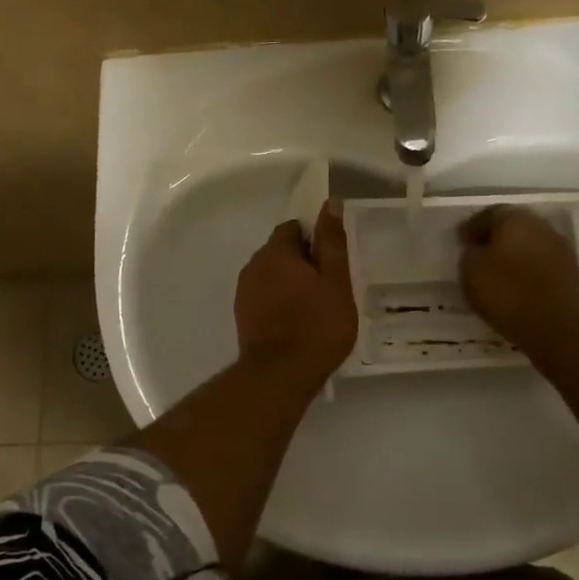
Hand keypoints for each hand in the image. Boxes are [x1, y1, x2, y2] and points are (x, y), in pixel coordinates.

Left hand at [235, 200, 357, 386]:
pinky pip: (264, 296)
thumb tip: (330, 204)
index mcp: (276, 252)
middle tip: (329, 286)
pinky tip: (297, 322)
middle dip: (302, 261)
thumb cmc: (316, 326)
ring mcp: (244, 292)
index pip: (293, 228)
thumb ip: (332, 242)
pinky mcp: (243, 316)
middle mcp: (253, 265)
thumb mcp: (335, 281)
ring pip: (271, 275)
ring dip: (290, 282)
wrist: (279, 375)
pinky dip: (279, 301)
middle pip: (281, 251)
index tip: (331, 261)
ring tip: (315, 307)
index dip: (314, 239)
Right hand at [458, 205, 578, 352]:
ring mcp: (559, 248)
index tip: (460, 242)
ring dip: (513, 255)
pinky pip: (540, 264)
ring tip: (497, 274)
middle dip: (495, 239)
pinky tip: (516, 287)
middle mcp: (540, 225)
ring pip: (528, 245)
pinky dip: (527, 271)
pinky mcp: (570, 272)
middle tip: (478, 255)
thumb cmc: (507, 292)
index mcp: (514, 218)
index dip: (471, 228)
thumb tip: (477, 249)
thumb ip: (470, 253)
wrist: (557, 326)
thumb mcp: (471, 271)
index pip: (488, 214)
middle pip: (512, 227)